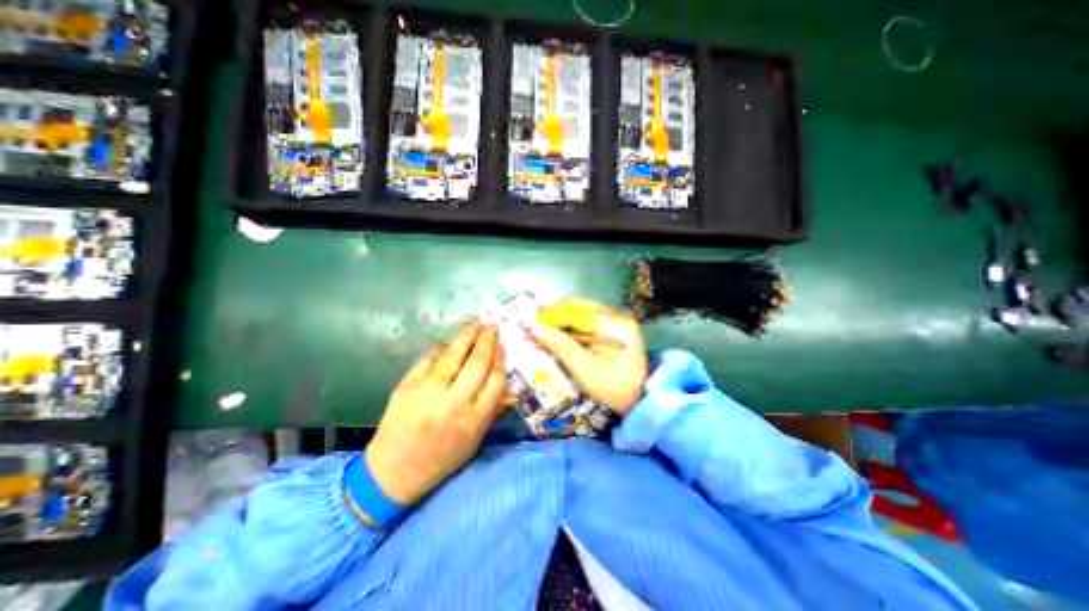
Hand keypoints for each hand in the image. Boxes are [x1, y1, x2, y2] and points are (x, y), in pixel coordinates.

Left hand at [364, 321, 503, 507]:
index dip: (500, 359)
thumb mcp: (474, 440)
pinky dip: (440, 349)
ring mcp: (429, 392)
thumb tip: (512, 390)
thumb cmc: (441, 459)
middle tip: (492, 325)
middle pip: (477, 363)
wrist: (393, 472)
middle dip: (487, 341)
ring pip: (454, 356)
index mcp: (474, 419)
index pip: (495, 380)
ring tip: (476, 323)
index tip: (501, 345)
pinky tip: (448, 342)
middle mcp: (454, 403)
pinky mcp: (407, 386)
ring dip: (467, 336)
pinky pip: (429, 360)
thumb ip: (493, 411)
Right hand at [527, 297, 643, 414]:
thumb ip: (560, 345)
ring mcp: (614, 323)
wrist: (637, 403)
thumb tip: (534, 325)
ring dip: (558, 325)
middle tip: (531, 328)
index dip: (551, 315)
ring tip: (538, 333)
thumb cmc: (613, 389)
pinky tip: (553, 339)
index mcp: (616, 323)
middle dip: (553, 319)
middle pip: (577, 310)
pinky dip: (567, 332)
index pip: (576, 310)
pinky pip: (583, 326)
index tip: (529, 322)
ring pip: (577, 317)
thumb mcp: (585, 369)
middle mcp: (616, 316)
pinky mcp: (609, 332)